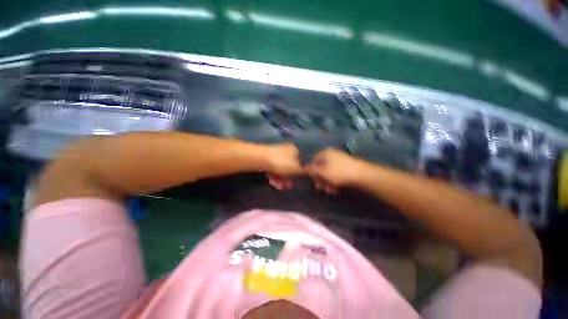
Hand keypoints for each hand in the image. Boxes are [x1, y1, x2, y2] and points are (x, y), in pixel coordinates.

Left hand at [266, 143, 302, 190]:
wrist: (261, 158)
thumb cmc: (281, 163)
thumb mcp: (295, 168)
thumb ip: (301, 172)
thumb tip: (305, 173)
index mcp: (293, 150)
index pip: (299, 161)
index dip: (298, 172)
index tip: (296, 180)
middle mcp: (284, 150)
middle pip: (288, 166)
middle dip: (288, 178)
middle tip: (287, 187)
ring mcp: (274, 154)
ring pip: (280, 169)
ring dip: (281, 179)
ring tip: (279, 186)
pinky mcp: (266, 159)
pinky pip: (273, 168)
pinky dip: (274, 175)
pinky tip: (273, 182)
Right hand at [304, 148, 365, 193]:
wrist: (361, 175)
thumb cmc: (338, 172)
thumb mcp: (322, 172)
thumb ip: (312, 170)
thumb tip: (304, 167)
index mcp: (325, 153)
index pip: (314, 161)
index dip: (312, 171)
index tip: (313, 180)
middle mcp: (332, 155)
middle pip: (321, 167)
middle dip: (320, 179)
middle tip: (320, 188)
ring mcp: (340, 161)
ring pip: (329, 172)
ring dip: (327, 182)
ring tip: (329, 190)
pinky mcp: (346, 168)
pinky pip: (336, 174)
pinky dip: (334, 182)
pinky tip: (335, 189)